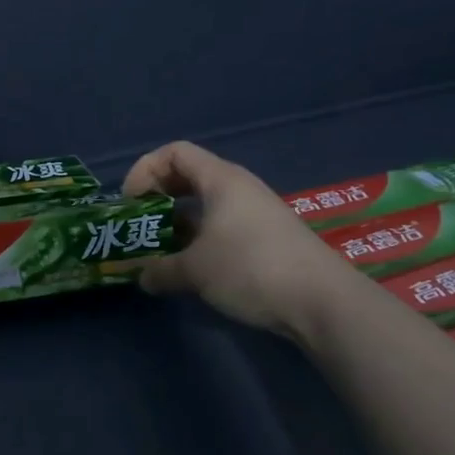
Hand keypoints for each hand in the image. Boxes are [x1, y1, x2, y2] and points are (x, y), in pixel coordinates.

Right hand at [124, 140, 360, 339]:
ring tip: (160, 250)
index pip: (175, 152)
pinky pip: (222, 227)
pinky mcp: (266, 240)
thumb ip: (160, 270)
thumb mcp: (195, 270)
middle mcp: (239, 189)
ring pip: (206, 205)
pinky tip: (192, 268)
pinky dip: (200, 239)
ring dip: (178, 223)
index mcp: (221, 180)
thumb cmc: (251, 268)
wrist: (323, 302)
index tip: (131, 202)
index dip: (146, 170)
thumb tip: (141, 277)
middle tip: (141, 223)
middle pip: (189, 176)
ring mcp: (255, 214)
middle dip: (159, 196)